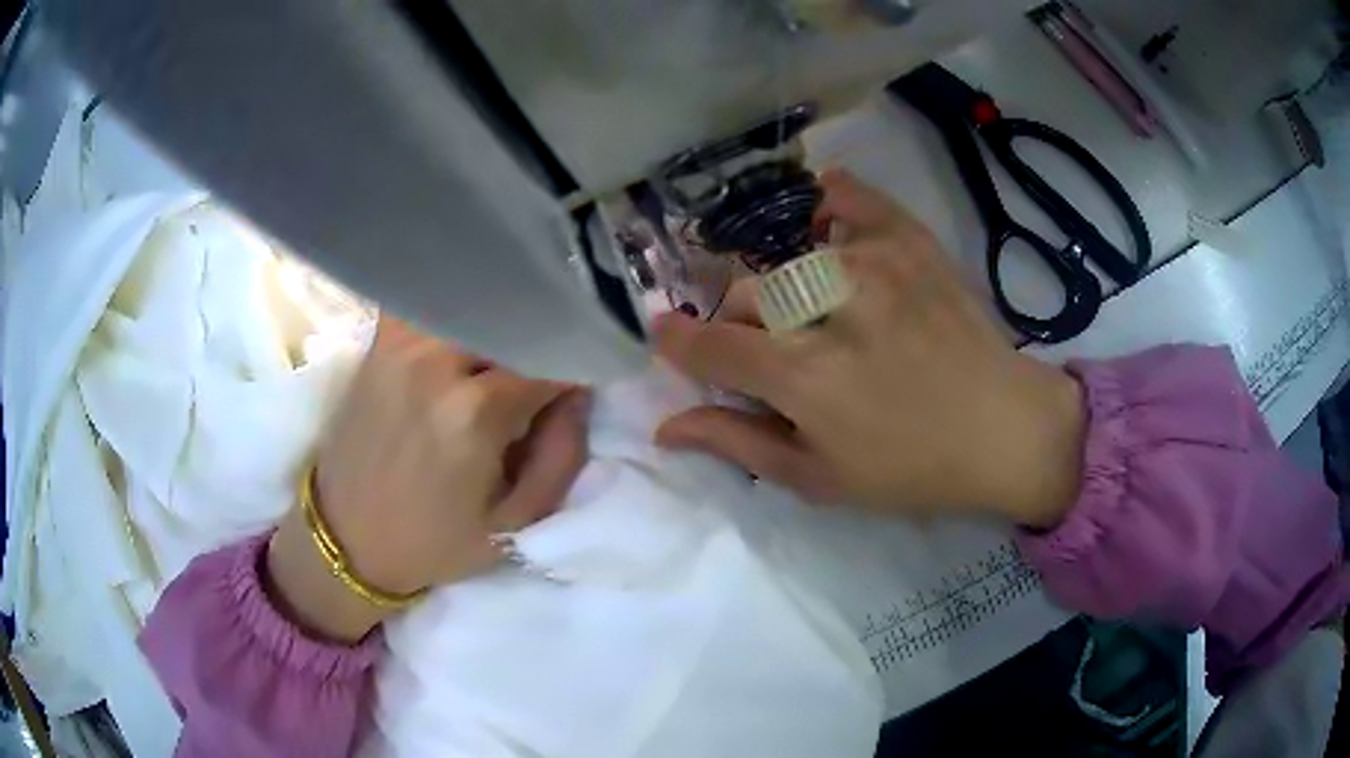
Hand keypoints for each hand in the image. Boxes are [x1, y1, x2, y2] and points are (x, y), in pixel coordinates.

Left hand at [266, 317, 588, 641]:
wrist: (346, 537)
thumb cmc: (434, 542)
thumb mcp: (516, 523)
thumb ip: (563, 455)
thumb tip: (579, 393)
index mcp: (474, 413)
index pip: (552, 357)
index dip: (581, 360)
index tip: (593, 370)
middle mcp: (436, 362)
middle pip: (515, 319)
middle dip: (544, 333)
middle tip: (555, 359)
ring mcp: (402, 342)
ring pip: (476, 300)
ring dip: (504, 318)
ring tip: (514, 343)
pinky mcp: (381, 340)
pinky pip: (432, 300)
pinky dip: (459, 305)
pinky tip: (471, 328)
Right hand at [653, 171, 1085, 527]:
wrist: (1003, 429)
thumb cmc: (910, 468)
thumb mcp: (819, 478)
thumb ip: (738, 443)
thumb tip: (667, 424)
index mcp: (804, 377)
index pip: (712, 344)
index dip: (679, 342)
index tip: (668, 336)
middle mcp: (830, 307)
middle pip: (745, 295)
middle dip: (740, 327)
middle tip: (771, 352)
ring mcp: (872, 263)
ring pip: (788, 258)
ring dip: (784, 288)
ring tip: (814, 311)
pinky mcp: (909, 242)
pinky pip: (851, 198)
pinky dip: (830, 201)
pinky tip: (825, 218)